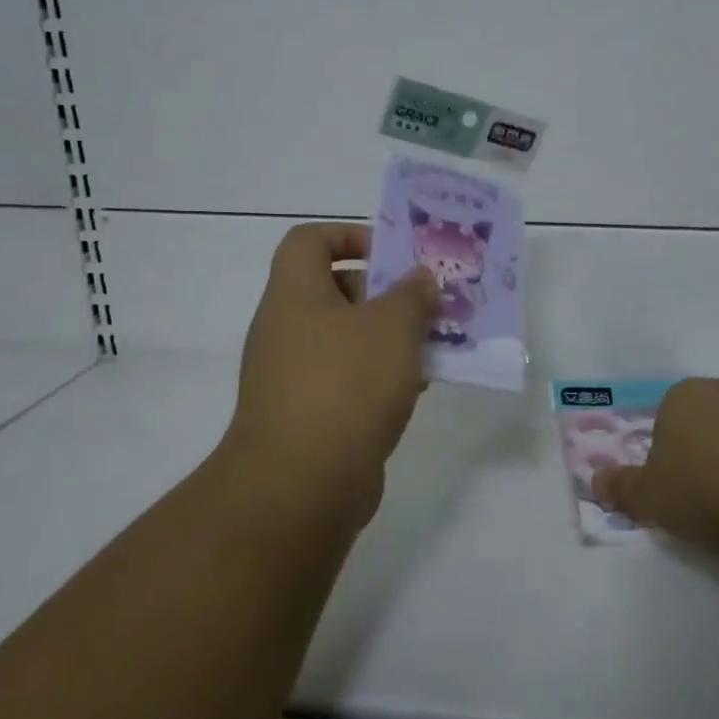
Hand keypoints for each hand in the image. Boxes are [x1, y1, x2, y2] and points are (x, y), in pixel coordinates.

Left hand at [221, 223, 439, 529]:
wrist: (302, 483)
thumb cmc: (347, 384)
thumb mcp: (393, 326)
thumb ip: (412, 294)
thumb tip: (419, 279)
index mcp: (295, 293)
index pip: (309, 240)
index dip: (349, 235)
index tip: (391, 255)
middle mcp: (286, 328)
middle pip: (333, 289)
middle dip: (384, 292)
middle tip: (424, 303)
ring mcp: (292, 375)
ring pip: (346, 338)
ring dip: (388, 338)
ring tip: (432, 346)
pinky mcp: (307, 414)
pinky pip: (347, 379)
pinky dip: (379, 377)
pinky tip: (415, 390)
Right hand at [592, 377, 718, 555]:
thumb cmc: (707, 491)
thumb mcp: (650, 498)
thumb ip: (622, 488)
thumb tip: (596, 482)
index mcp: (684, 396)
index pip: (669, 418)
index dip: (673, 454)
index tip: (681, 489)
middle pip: (714, 418)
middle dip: (714, 448)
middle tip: (718, 496)